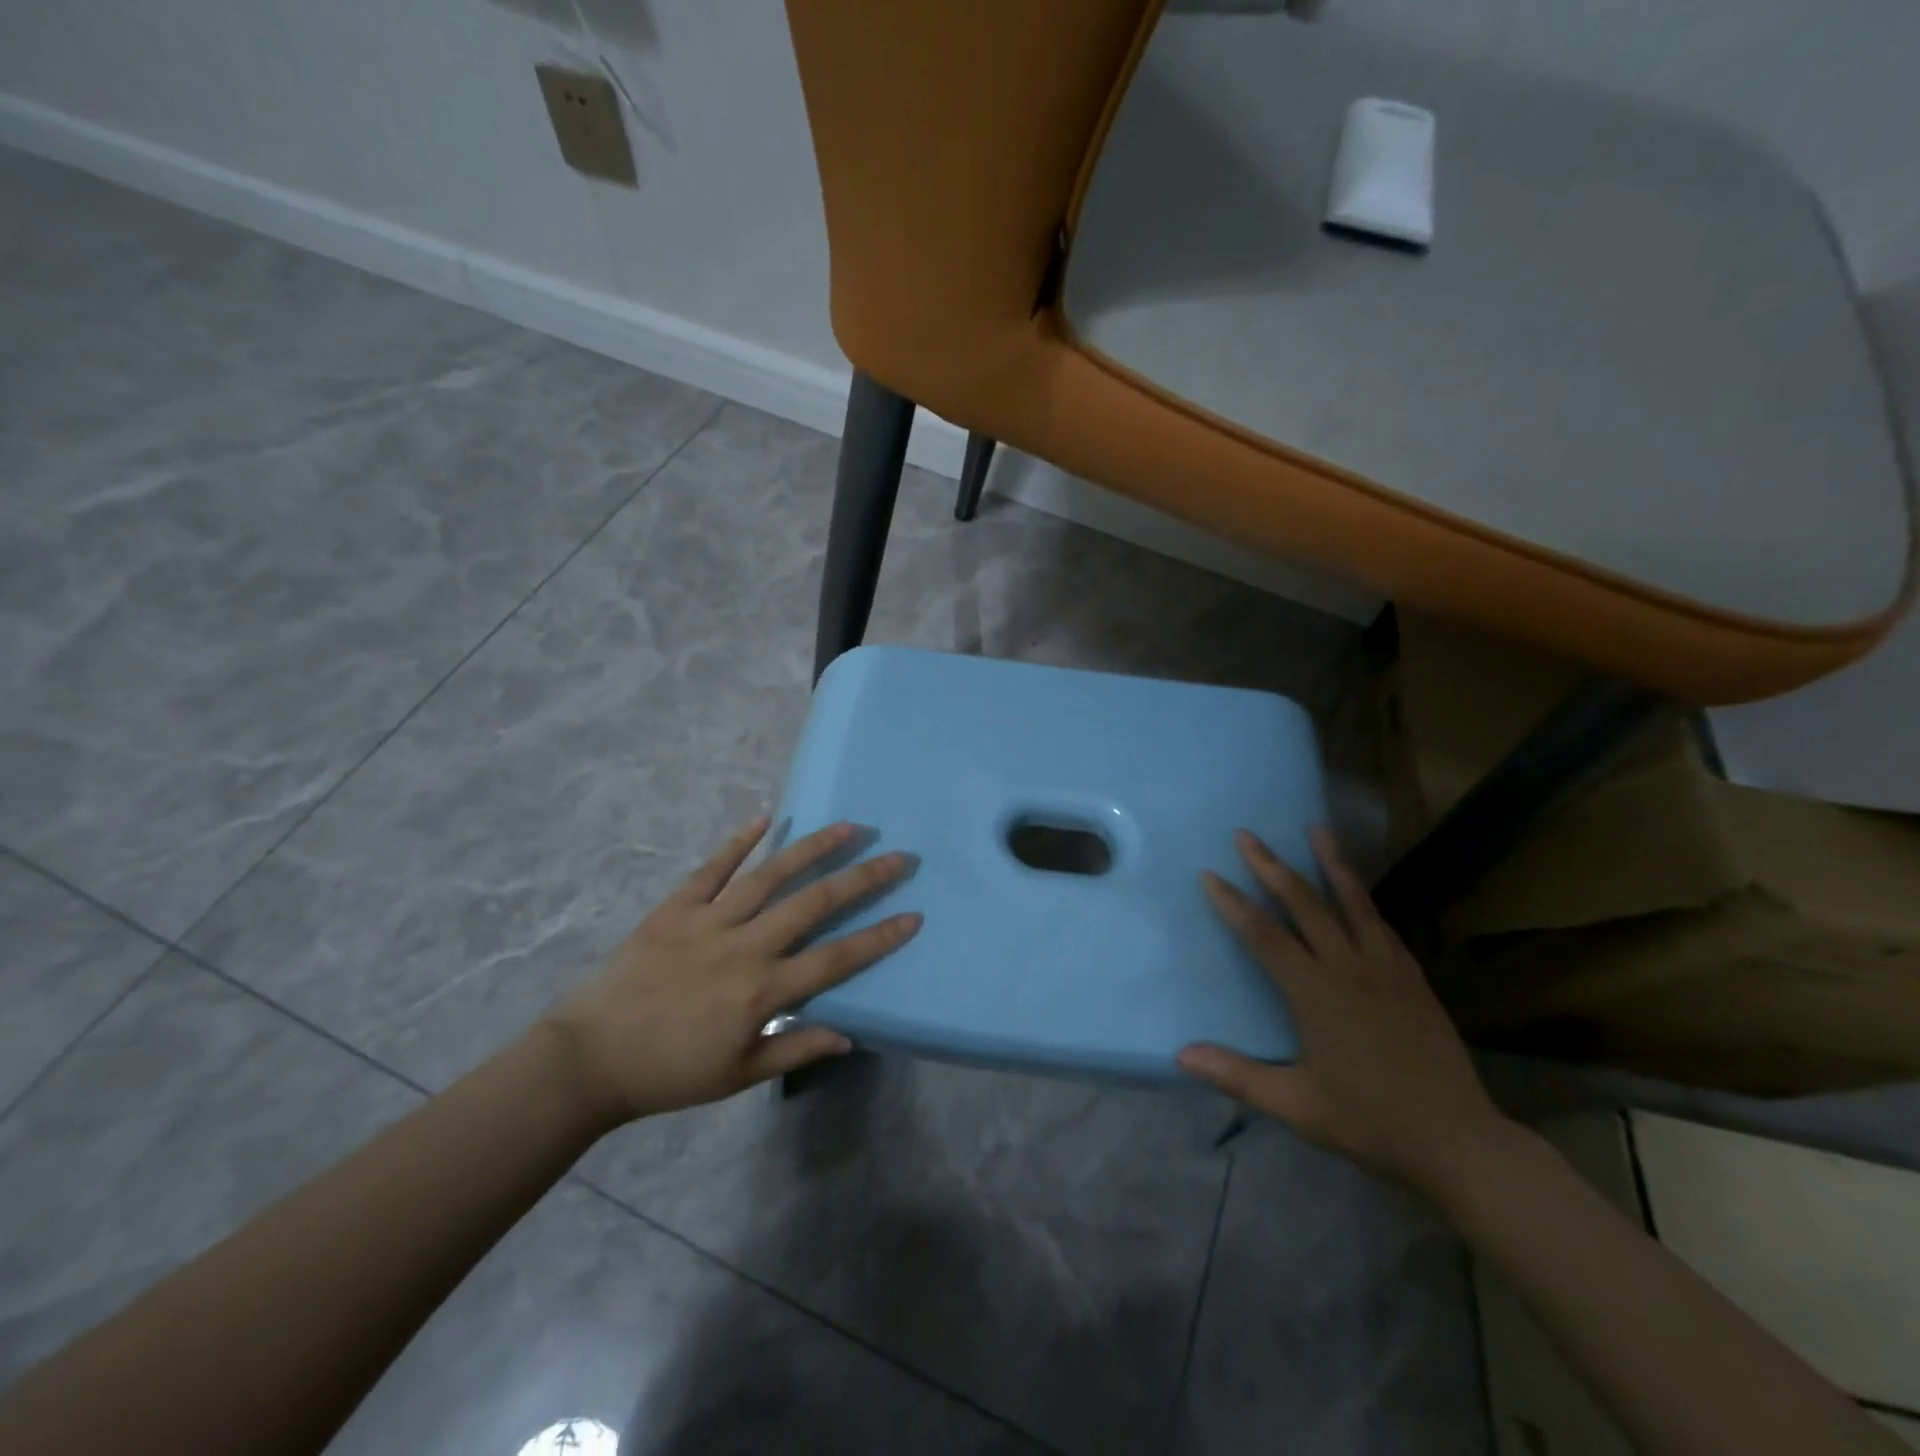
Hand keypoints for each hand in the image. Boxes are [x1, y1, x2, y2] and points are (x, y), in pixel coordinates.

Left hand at [543, 816, 919, 1123]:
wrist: (589, 1058)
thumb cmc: (670, 1073)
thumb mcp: (739, 1074)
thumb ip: (796, 1047)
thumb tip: (851, 1035)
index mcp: (763, 991)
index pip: (837, 958)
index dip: (879, 937)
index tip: (913, 915)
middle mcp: (745, 947)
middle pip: (815, 903)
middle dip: (862, 878)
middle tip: (897, 856)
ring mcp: (709, 920)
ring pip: (771, 875)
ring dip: (813, 848)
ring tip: (847, 826)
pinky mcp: (676, 907)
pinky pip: (712, 868)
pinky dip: (739, 841)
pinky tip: (766, 818)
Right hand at [1177, 826, 1511, 1195]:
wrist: (1457, 1140)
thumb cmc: (1369, 1121)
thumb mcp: (1296, 1105)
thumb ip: (1237, 1076)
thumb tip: (1181, 1055)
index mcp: (1316, 993)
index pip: (1264, 935)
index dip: (1233, 903)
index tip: (1210, 874)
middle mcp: (1349, 968)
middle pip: (1304, 904)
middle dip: (1271, 866)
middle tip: (1246, 834)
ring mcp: (1386, 969)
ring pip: (1353, 903)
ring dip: (1330, 863)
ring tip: (1317, 829)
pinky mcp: (1413, 978)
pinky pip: (1383, 926)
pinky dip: (1364, 900)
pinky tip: (1358, 891)